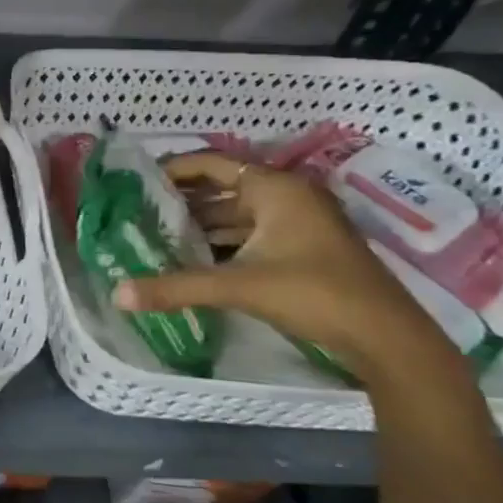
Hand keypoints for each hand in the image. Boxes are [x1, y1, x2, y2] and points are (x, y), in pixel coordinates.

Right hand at [115, 152, 463, 382]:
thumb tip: (116, 295)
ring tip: (154, 235)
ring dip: (198, 225)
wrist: (386, 338)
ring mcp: (297, 225)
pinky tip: (190, 259)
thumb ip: (176, 287)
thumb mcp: (238, 287)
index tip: (136, 180)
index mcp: (276, 189)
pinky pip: (248, 236)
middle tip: (137, 211)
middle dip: (180, 201)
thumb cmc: (315, 294)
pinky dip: (219, 244)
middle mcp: (286, 198)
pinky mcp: (301, 250)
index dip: (173, 168)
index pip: (213, 163)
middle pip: (221, 189)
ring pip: (235, 216)